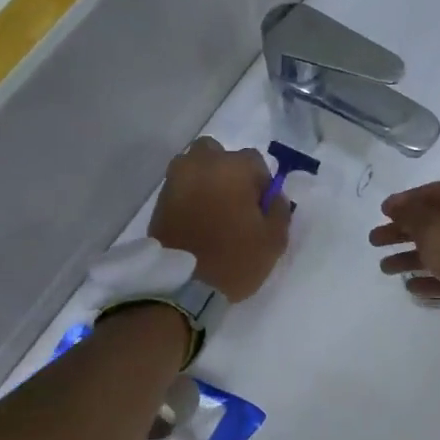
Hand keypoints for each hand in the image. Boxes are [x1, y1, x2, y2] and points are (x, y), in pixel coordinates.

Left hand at [149, 138, 288, 300]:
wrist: (183, 285)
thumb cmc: (235, 258)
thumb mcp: (274, 239)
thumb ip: (279, 209)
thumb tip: (273, 196)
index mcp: (232, 168)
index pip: (254, 161)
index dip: (261, 183)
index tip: (261, 207)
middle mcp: (200, 164)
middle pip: (218, 154)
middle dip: (228, 171)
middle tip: (236, 202)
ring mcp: (175, 180)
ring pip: (195, 166)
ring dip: (206, 180)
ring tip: (215, 211)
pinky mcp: (160, 200)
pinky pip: (181, 187)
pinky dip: (191, 196)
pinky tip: (198, 220)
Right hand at [370, 182, 439, 326]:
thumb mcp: (430, 227)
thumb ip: (409, 215)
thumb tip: (397, 206)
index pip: (431, 192)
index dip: (404, 201)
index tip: (382, 212)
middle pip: (432, 222)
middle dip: (401, 232)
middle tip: (374, 241)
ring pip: (439, 249)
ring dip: (411, 258)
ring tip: (385, 269)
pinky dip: (431, 278)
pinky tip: (411, 287)